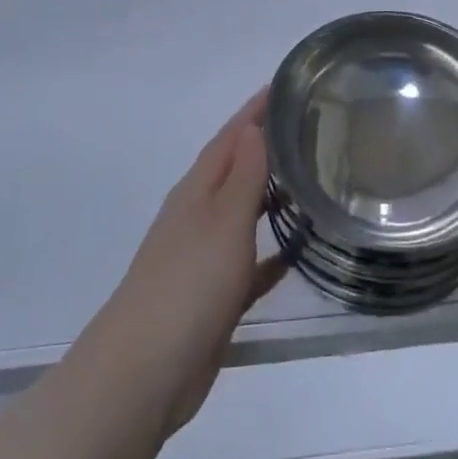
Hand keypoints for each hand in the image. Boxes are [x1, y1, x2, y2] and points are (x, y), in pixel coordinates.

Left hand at [82, 93, 287, 436]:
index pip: (231, 135)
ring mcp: (204, 255)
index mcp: (198, 189)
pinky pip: (250, 261)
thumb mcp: (224, 219)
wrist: (144, 373)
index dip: (256, 110)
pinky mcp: (214, 295)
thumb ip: (244, 173)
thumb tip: (254, 126)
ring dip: (273, 195)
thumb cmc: (189, 283)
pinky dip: (272, 251)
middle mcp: (199, 214)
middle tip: (313, 127)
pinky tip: (299, 250)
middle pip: (237, 168)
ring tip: (314, 179)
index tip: (288, 85)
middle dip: (268, 146)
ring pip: (245, 212)